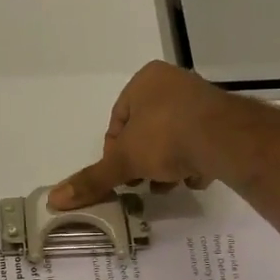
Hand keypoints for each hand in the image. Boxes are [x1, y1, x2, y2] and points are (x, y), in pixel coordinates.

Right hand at [49, 61, 235, 209]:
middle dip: (144, 161)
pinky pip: (200, 143)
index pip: (119, 120)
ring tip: (171, 183)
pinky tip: (195, 177)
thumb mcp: (123, 161)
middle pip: (147, 131)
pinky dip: (194, 162)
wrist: (225, 139)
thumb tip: (55, 199)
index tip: (121, 175)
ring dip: (168, 165)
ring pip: (174, 139)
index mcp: (145, 80)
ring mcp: (202, 100)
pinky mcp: (224, 120)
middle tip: (145, 182)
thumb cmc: (166, 137)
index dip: (115, 152)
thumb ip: (92, 179)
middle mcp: (174, 83)